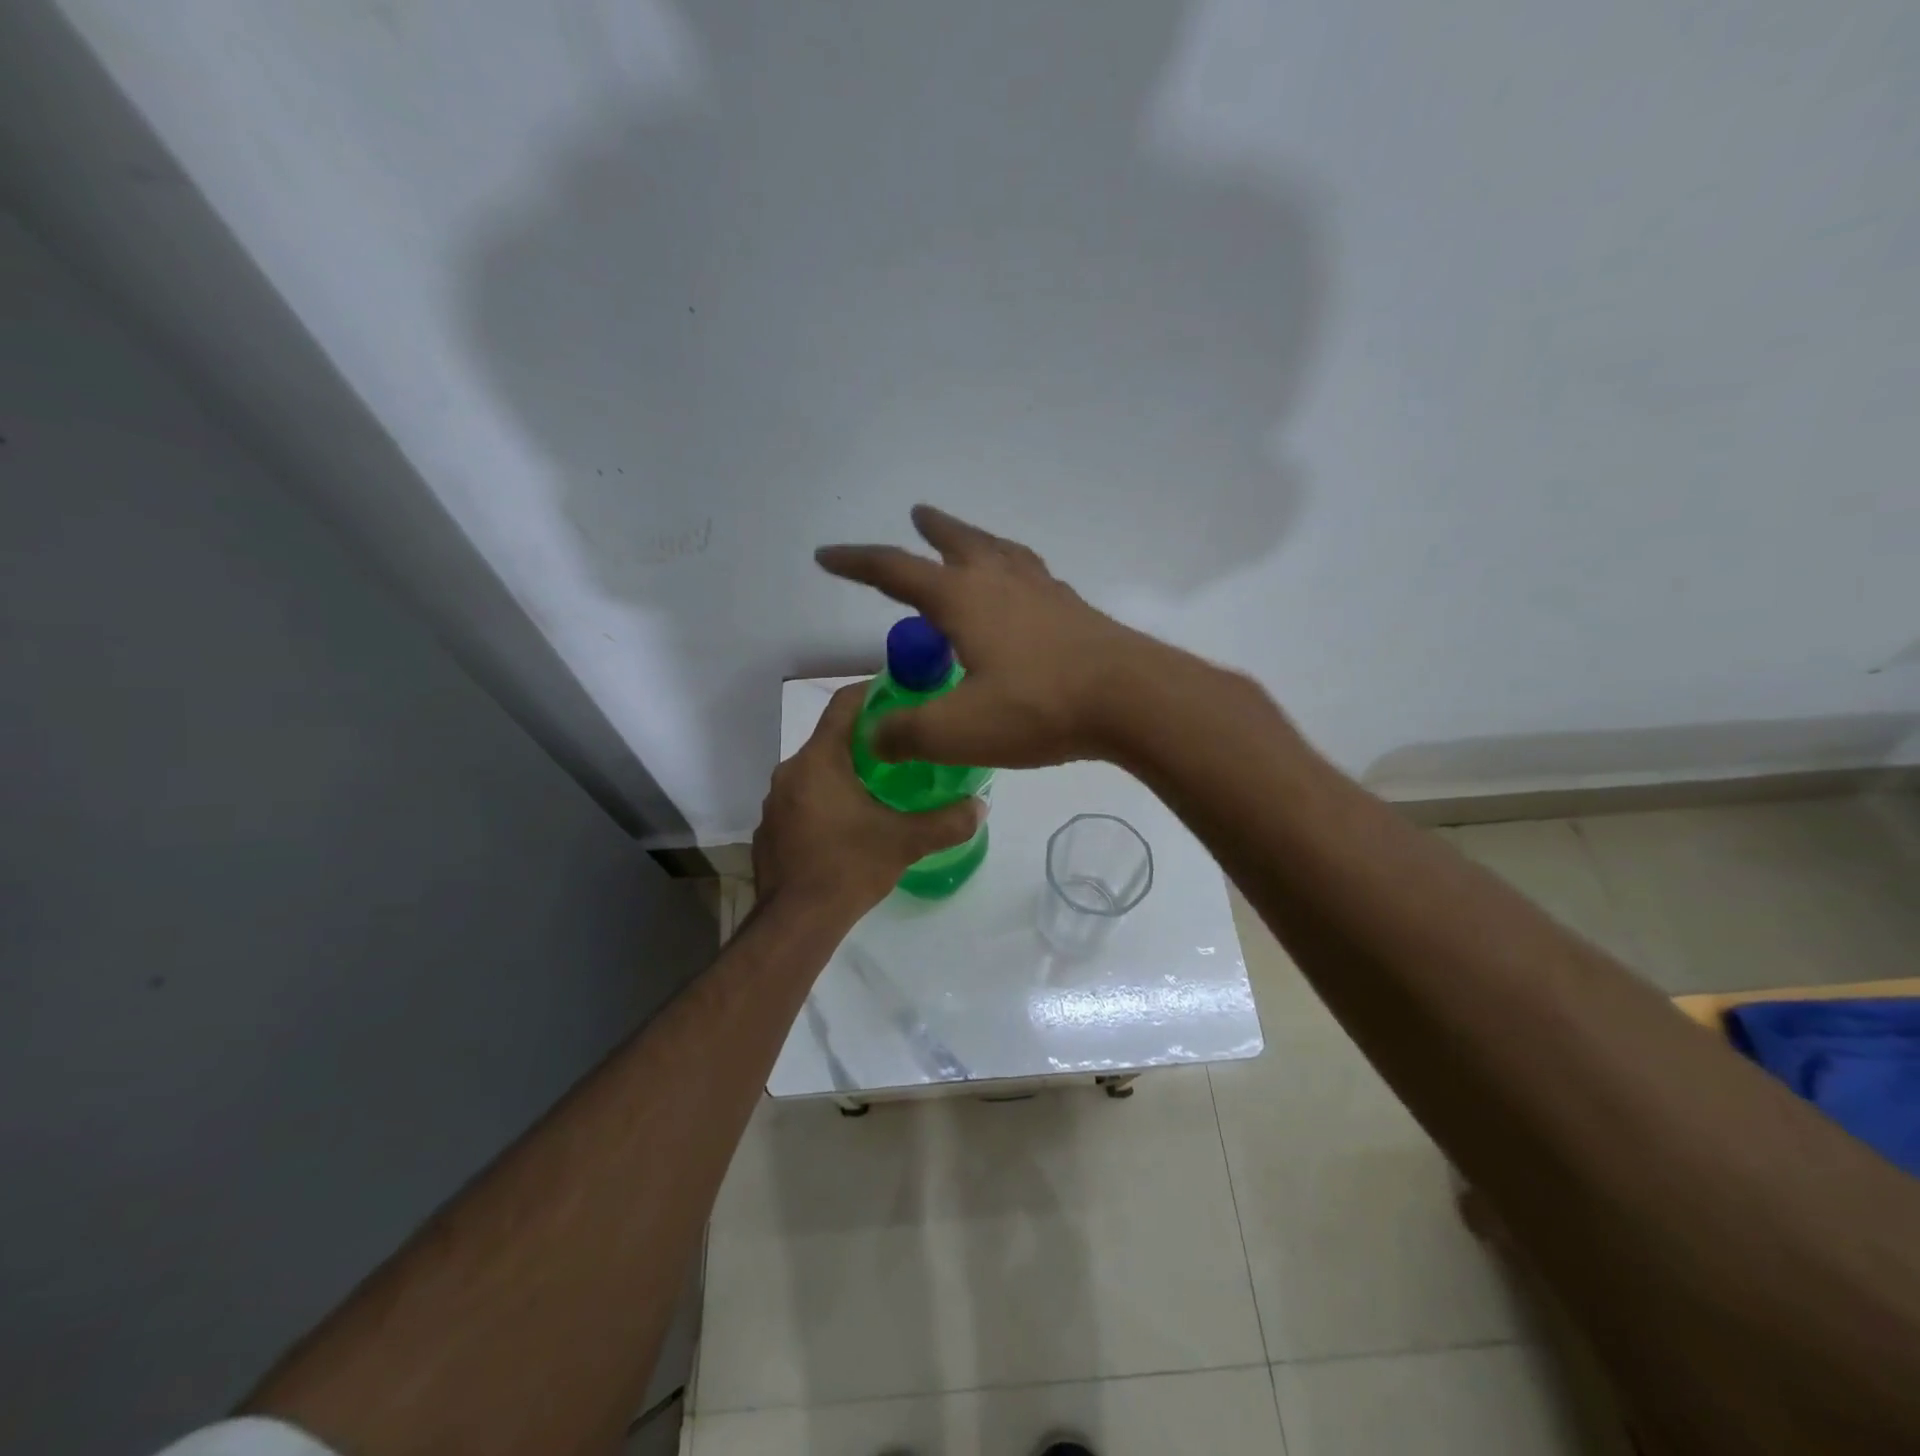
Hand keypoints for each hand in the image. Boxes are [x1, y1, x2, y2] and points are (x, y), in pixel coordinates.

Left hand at [754, 683, 982, 916]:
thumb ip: (947, 822)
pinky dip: (826, 799)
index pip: (844, 705)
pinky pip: (802, 799)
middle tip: (903, 747)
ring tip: (882, 785)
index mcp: (819, 761)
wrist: (794, 923)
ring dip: (846, 771)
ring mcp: (775, 801)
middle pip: (831, 738)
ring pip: (816, 770)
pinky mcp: (771, 828)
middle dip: (866, 739)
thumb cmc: (848, 868)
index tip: (902, 693)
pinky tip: (849, 824)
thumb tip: (981, 806)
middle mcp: (790, 772)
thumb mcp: (905, 843)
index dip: (873, 691)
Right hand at [816, 505, 1167, 767]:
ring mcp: (1044, 592)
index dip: (856, 563)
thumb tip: (873, 736)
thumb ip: (907, 733)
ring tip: (970, 542)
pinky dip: (1015, 571)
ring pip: (1002, 551)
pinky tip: (1023, 592)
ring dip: (978, 540)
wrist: (1132, 699)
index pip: (895, 570)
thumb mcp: (958, 730)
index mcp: (963, 599)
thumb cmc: (1038, 706)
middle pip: (959, 540)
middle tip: (918, 514)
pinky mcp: (1075, 611)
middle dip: (932, 528)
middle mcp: (1001, 582)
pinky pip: (1034, 577)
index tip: (826, 555)